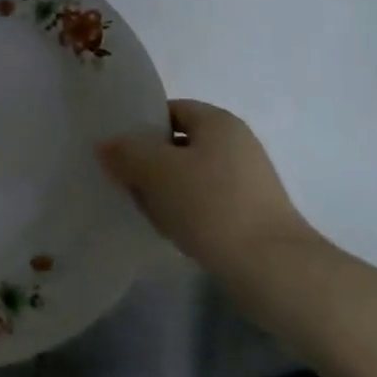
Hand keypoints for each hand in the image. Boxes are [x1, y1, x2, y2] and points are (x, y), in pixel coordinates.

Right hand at [100, 100, 317, 283]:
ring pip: (189, 176)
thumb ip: (126, 151)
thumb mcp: (156, 170)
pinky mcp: (249, 214)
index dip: (141, 125)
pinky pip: (205, 203)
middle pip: (178, 144)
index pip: (171, 110)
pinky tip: (171, 231)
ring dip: (164, 190)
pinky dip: (185, 212)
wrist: (270, 267)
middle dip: (149, 162)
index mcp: (218, 121)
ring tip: (144, 210)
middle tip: (124, 181)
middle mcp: (236, 144)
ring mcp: (247, 180)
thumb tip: (106, 145)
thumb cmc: (210, 204)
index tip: (117, 149)